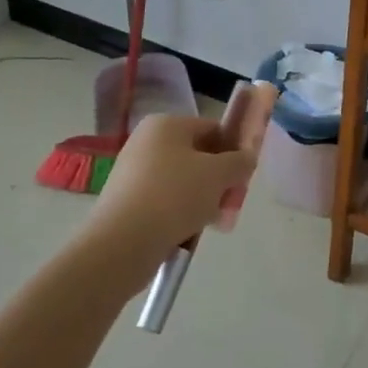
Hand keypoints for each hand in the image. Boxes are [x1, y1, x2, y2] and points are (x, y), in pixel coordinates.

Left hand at [84, 114, 256, 280]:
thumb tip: (246, 159)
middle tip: (230, 203)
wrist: (122, 243)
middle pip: (198, 157)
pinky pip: (164, 201)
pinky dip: (180, 214)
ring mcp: (133, 172)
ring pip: (183, 182)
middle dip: (218, 180)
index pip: (213, 129)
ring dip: (203, 200)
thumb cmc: (175, 196)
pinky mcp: (126, 201)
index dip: (234, 150)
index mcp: (166, 124)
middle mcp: (146, 142)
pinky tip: (189, 232)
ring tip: (212, 222)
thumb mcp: (219, 174)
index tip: (244, 176)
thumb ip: (240, 161)